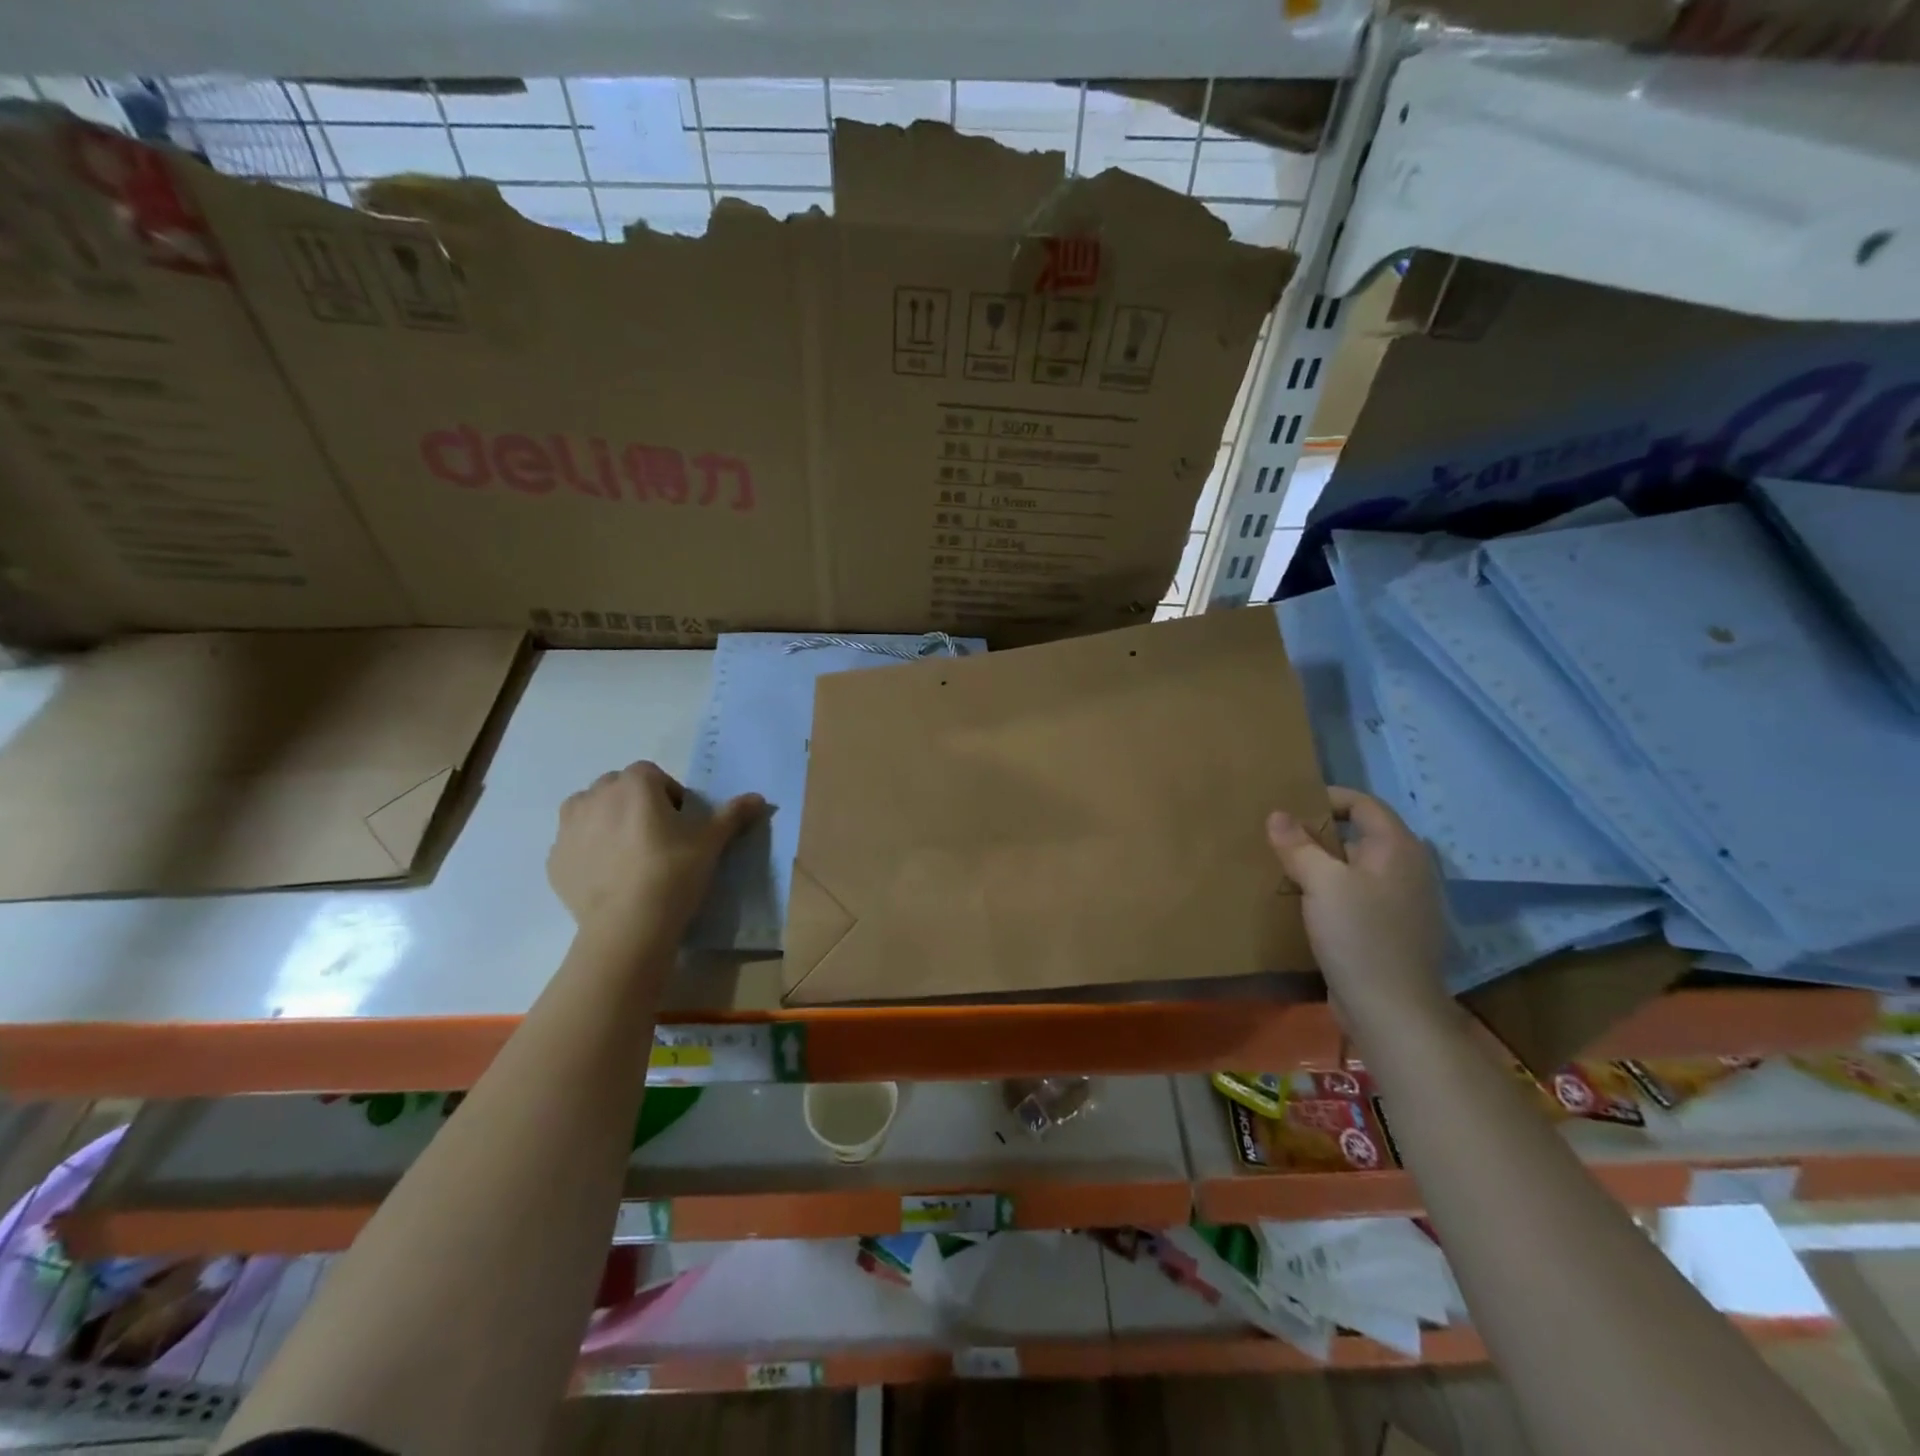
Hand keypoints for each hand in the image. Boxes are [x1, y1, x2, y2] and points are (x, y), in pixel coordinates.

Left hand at [547, 761, 763, 932]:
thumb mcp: (711, 842)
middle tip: (657, 836)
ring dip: (607, 821)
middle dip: (635, 803)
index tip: (680, 822)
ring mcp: (569, 828)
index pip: (652, 774)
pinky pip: (575, 844)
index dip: (668, 794)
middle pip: (618, 788)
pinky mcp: (555, 860)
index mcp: (634, 784)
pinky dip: (589, 851)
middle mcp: (595, 796)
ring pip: (590, 811)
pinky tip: (610, 876)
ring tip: (629, 853)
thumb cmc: (673, 872)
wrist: (628, 925)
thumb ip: (732, 814)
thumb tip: (758, 797)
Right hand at [1267, 787, 1449, 1028]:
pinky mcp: (1390, 931)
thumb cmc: (1360, 936)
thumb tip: (1277, 814)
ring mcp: (1402, 903)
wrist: (1392, 1011)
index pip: (1363, 804)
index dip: (1326, 798)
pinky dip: (1331, 893)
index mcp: (1398, 848)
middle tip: (1278, 838)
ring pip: (1355, 869)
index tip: (1288, 806)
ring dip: (1322, 866)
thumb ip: (1298, 845)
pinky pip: (1357, 897)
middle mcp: (1407, 869)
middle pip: (1359, 836)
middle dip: (1318, 834)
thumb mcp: (1321, 883)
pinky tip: (1304, 905)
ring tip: (1284, 869)